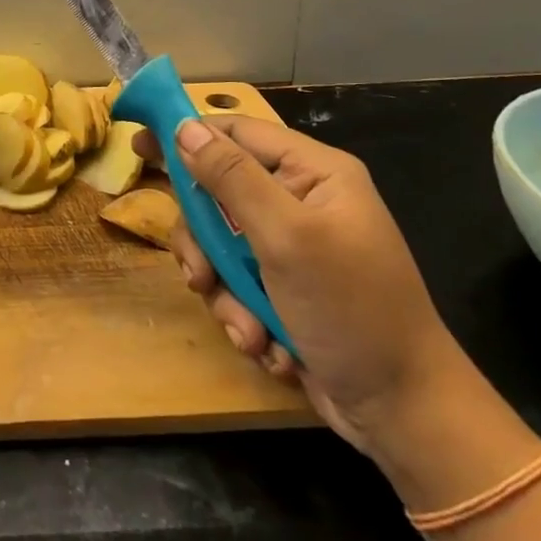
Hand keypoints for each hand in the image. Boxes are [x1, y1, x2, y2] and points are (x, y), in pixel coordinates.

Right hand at [138, 115, 472, 460]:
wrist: (403, 413)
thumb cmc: (351, 310)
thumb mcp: (286, 238)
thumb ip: (231, 178)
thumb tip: (185, 127)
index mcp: (313, 174)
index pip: (236, 133)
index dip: (186, 135)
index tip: (138, 146)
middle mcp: (301, 202)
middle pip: (218, 195)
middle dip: (206, 243)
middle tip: (201, 275)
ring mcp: (292, 248)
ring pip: (220, 246)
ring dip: (224, 290)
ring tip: (247, 328)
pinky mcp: (284, 289)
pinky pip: (236, 283)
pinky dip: (242, 314)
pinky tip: (266, 344)